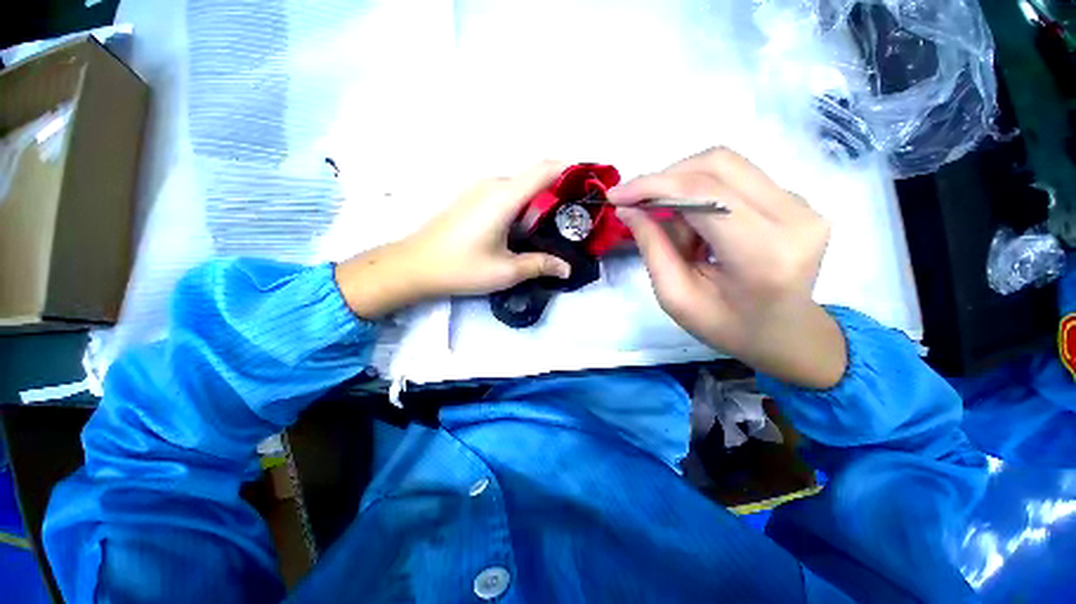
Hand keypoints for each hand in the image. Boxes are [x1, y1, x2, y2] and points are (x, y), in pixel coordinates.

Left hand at [335, 162, 571, 318]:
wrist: (414, 265)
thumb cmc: (461, 267)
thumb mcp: (506, 271)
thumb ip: (540, 265)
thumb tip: (567, 269)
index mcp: (504, 196)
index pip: (546, 168)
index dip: (571, 170)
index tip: (589, 185)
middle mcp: (493, 184)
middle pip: (535, 176)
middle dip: (559, 191)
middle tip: (575, 218)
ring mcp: (480, 189)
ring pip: (521, 185)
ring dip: (541, 200)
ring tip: (555, 226)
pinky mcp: (472, 198)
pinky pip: (506, 193)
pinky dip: (524, 204)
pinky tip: (526, 228)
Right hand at [610, 147, 846, 388]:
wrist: (785, 334)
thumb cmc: (727, 326)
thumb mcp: (676, 296)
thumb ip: (652, 248)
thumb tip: (627, 208)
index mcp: (762, 254)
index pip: (703, 193)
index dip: (653, 185)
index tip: (616, 195)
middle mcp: (792, 217)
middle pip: (717, 164)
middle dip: (666, 180)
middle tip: (641, 208)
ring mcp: (801, 204)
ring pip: (726, 166)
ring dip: (684, 188)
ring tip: (674, 228)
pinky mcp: (797, 199)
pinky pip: (737, 178)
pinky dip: (703, 195)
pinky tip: (698, 227)